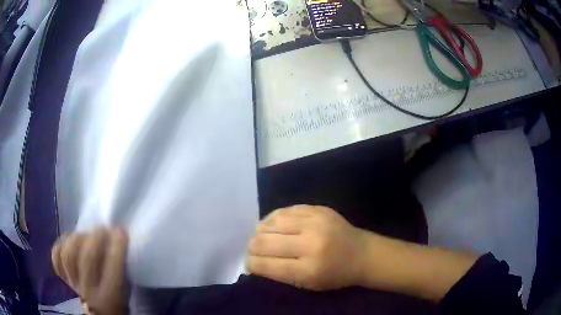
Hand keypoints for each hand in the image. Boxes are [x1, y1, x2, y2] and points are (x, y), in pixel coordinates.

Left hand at [51, 228, 128, 314]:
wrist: (99, 313)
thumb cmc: (117, 302)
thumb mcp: (125, 291)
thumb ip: (121, 271)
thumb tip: (116, 243)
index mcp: (109, 298)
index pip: (112, 269)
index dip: (116, 247)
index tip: (120, 232)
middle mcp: (89, 291)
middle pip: (87, 259)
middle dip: (95, 238)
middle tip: (103, 228)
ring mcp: (73, 284)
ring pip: (68, 255)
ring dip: (77, 239)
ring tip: (85, 234)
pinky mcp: (63, 278)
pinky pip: (56, 258)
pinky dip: (60, 246)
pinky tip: (69, 242)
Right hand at [247, 205, 367, 290]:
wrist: (363, 254)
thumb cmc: (335, 275)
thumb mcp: (308, 285)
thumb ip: (280, 274)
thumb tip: (254, 261)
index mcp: (309, 269)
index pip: (266, 264)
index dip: (251, 264)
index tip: (249, 264)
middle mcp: (311, 243)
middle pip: (264, 242)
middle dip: (252, 248)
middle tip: (253, 251)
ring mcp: (315, 222)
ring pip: (271, 222)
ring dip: (261, 231)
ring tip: (261, 236)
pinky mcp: (318, 209)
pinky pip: (285, 210)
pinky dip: (273, 219)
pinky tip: (272, 225)